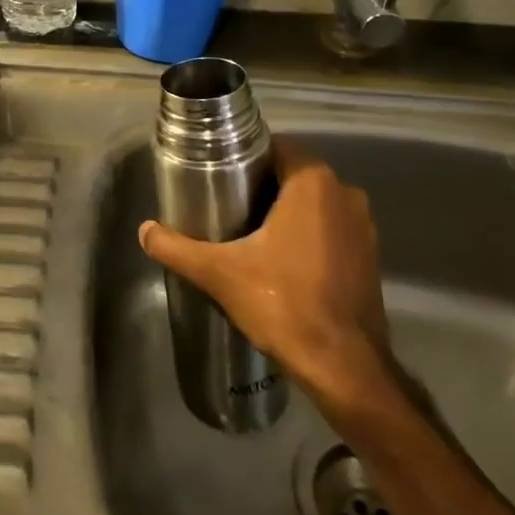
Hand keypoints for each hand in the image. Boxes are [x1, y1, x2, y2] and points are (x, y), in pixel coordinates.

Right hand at [139, 139, 399, 415]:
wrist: (343, 366)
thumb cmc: (283, 303)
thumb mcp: (219, 273)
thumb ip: (177, 247)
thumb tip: (144, 230)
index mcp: (313, 183)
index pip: (274, 148)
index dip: (244, 158)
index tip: (219, 175)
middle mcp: (345, 193)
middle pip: (293, 175)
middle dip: (261, 186)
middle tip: (225, 205)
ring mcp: (364, 226)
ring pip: (314, 204)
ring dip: (286, 212)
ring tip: (248, 232)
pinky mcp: (370, 256)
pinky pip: (330, 229)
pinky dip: (308, 235)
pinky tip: (281, 259)